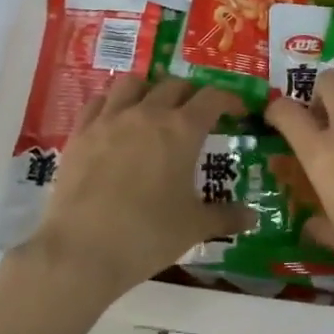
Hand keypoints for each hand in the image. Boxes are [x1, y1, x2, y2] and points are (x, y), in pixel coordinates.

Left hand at [27, 75, 249, 304]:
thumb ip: (226, 216)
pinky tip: (114, 121)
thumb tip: (253, 217)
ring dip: (149, 89)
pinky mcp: (80, 133)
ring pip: (132, 83)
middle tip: (197, 114)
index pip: (213, 98)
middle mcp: (147, 113)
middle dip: (191, 94)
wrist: (82, 250)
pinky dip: (112, 104)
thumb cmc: (148, 235)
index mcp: (182, 130)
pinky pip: (98, 102)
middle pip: (174, 84)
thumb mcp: (194, 227)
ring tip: (153, 108)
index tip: (237, 111)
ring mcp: (110, 119)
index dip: (229, 100)